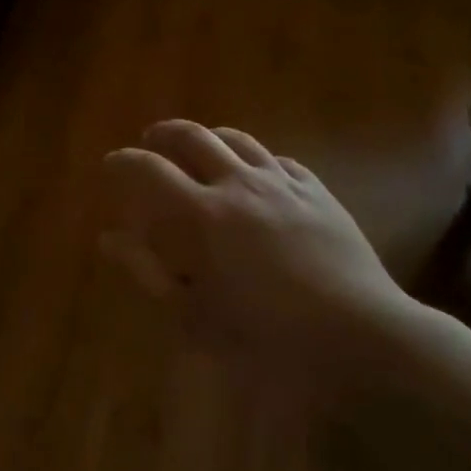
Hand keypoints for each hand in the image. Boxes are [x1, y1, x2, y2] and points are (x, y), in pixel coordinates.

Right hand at [101, 120, 430, 399]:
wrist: (361, 333)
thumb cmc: (269, 335)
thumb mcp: (195, 315)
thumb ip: (147, 272)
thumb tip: (109, 239)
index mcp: (203, 214)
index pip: (149, 169)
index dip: (122, 162)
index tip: (110, 165)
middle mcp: (239, 184)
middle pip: (192, 136)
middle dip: (164, 134)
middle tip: (150, 143)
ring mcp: (283, 183)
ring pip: (237, 139)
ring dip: (208, 138)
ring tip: (198, 149)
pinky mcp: (317, 191)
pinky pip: (278, 159)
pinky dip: (254, 159)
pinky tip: (256, 175)